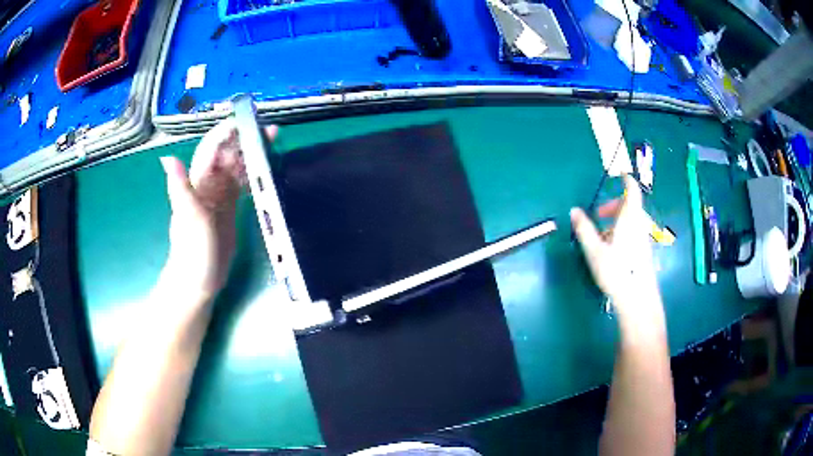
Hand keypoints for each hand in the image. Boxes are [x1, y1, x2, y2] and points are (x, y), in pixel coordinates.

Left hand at [159, 118, 278, 300]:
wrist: (197, 281)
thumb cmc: (192, 251)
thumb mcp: (187, 218)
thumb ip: (180, 187)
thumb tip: (168, 157)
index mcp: (198, 183)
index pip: (211, 149)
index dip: (227, 132)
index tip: (247, 121)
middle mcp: (208, 184)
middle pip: (227, 154)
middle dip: (245, 139)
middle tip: (269, 131)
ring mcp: (219, 197)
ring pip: (236, 167)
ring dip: (251, 154)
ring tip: (272, 143)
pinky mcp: (229, 210)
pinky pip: (241, 185)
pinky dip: (252, 174)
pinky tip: (265, 169)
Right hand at [570, 175, 661, 321]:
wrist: (637, 298)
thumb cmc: (616, 270)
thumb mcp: (594, 250)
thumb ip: (584, 229)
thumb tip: (574, 211)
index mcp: (629, 218)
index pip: (631, 191)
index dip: (627, 180)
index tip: (621, 174)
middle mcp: (639, 225)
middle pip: (630, 206)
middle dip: (614, 205)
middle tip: (598, 213)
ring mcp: (643, 238)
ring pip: (631, 220)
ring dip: (617, 219)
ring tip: (601, 235)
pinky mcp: (643, 251)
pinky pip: (633, 232)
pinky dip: (622, 231)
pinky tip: (611, 248)